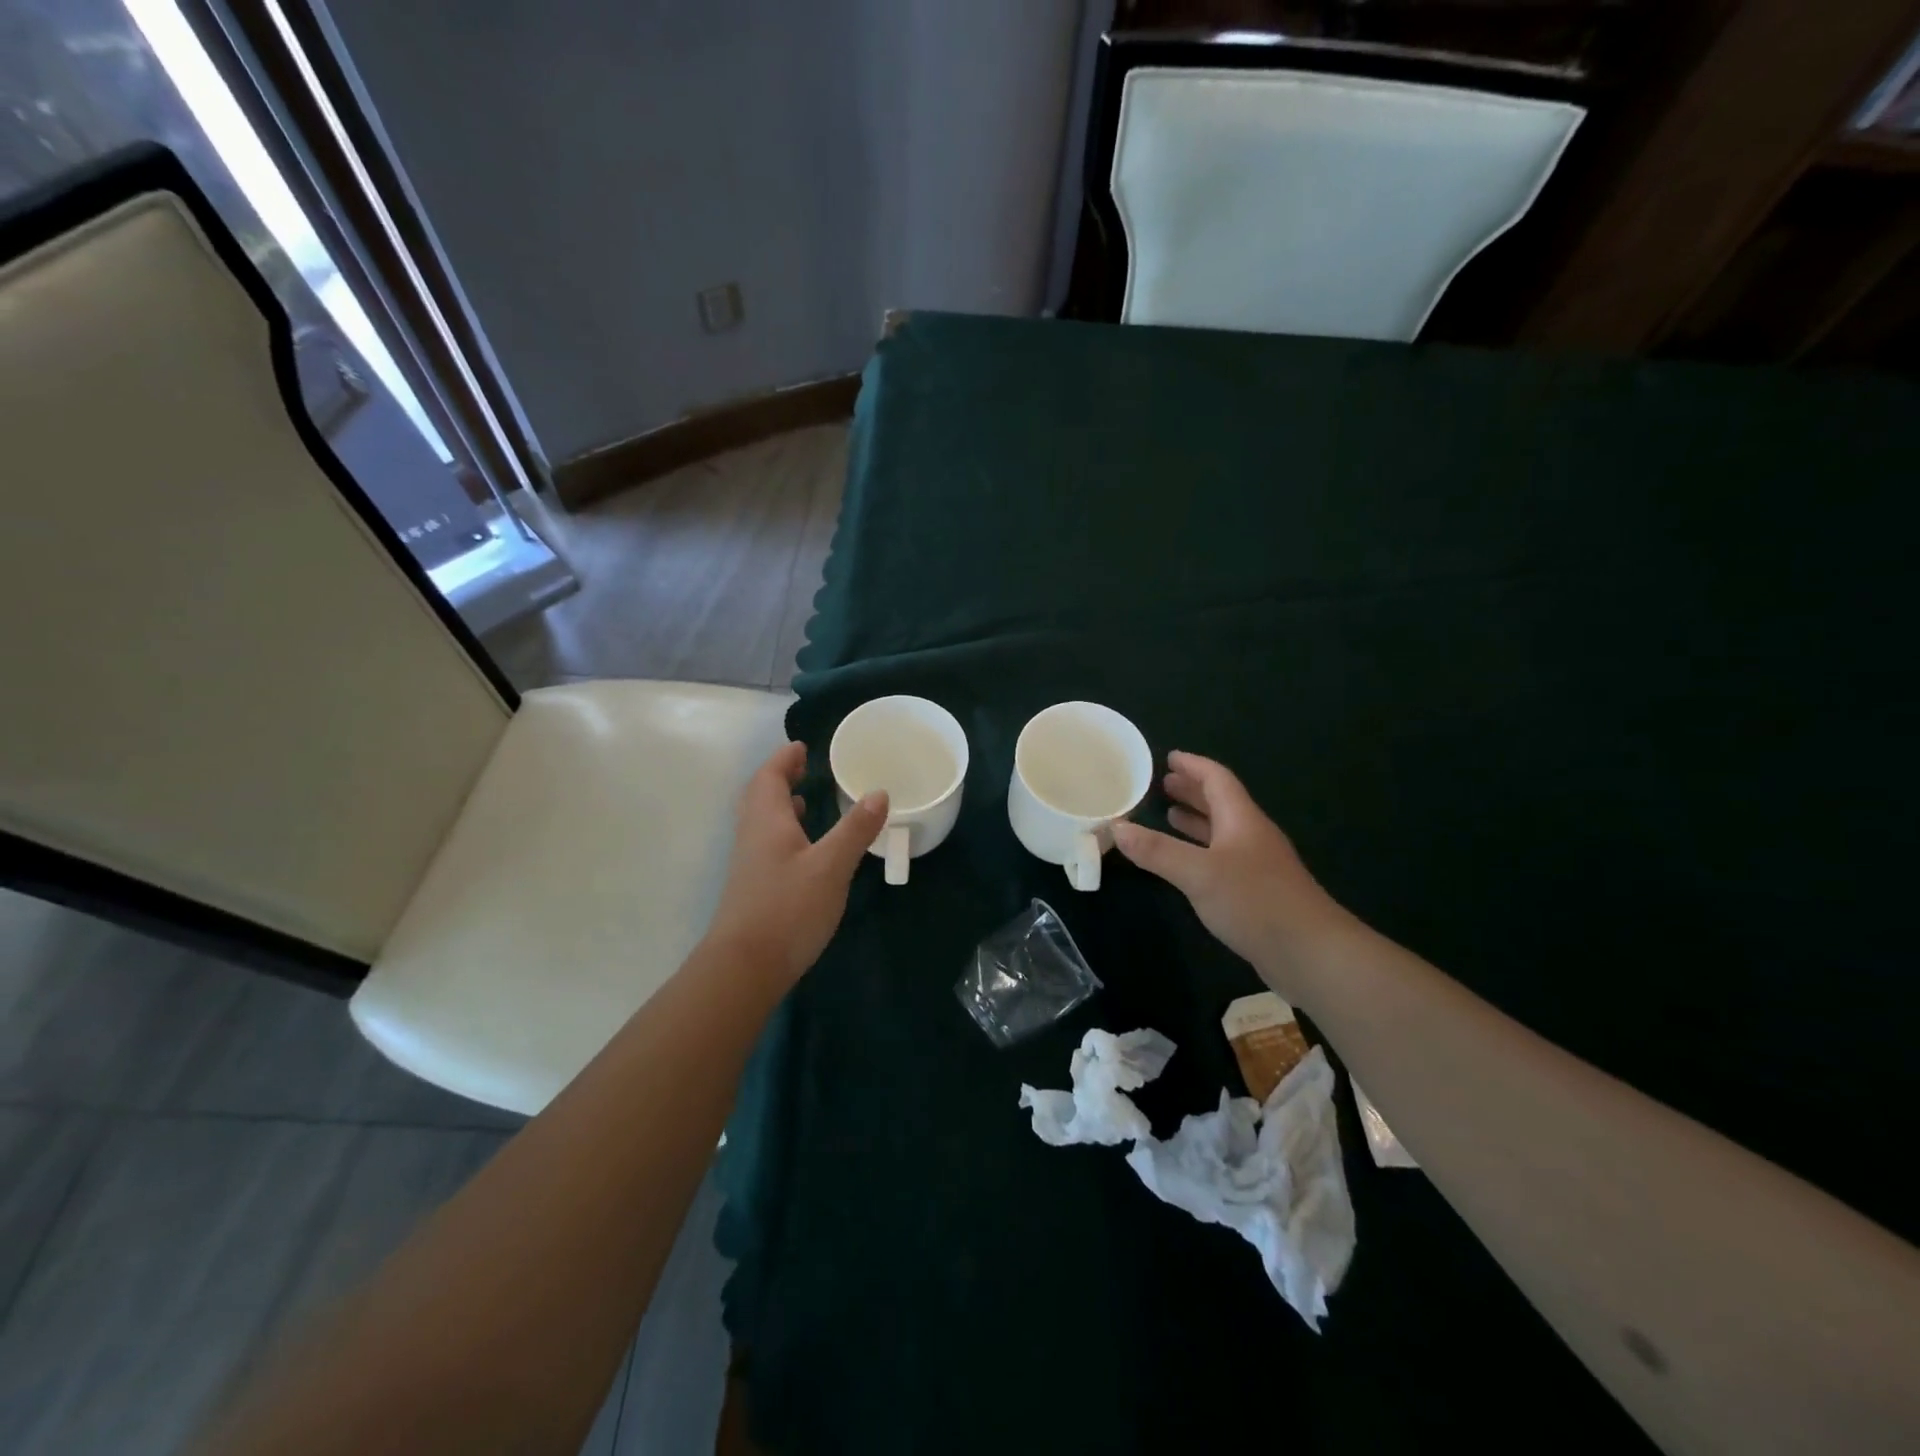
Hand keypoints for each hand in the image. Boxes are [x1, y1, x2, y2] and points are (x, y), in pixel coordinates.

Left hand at [704, 742, 887, 988]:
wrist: (745, 967)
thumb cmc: (788, 908)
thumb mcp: (831, 866)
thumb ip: (855, 829)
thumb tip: (879, 792)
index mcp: (767, 820)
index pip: (769, 776)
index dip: (785, 759)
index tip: (803, 747)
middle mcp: (753, 835)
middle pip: (760, 795)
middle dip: (780, 777)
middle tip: (805, 769)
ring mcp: (750, 863)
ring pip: (762, 821)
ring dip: (781, 804)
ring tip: (807, 800)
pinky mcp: (754, 886)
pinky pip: (767, 843)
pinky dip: (785, 831)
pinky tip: (805, 848)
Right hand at [1112, 751, 1349, 1004]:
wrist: (1310, 953)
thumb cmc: (1255, 901)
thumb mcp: (1198, 873)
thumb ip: (1157, 851)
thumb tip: (1117, 828)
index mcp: (1241, 820)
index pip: (1217, 779)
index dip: (1193, 766)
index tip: (1169, 757)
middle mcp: (1251, 836)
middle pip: (1221, 803)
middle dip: (1192, 791)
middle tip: (1163, 784)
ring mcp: (1257, 865)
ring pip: (1222, 832)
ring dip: (1196, 821)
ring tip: (1168, 815)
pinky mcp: (1257, 892)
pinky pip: (1222, 858)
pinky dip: (1200, 850)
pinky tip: (1187, 863)